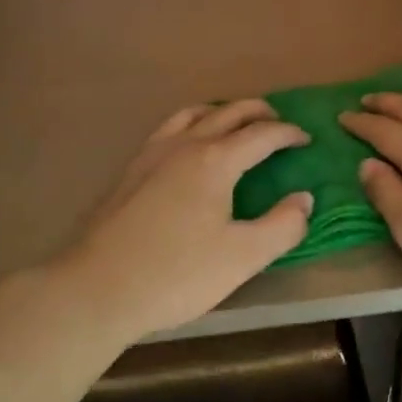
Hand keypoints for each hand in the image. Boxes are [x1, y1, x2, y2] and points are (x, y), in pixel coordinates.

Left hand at [58, 100, 312, 343]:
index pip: (262, 134)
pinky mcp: (130, 170)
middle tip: (277, 122)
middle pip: (228, 113)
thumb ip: (282, 226)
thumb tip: (304, 199)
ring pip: (193, 114)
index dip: (288, 133)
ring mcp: (152, 154)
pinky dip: (191, 124)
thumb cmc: (176, 274)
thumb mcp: (243, 257)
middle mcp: (185, 145)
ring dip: (222, 112)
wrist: (95, 289)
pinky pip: (168, 129)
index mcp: (216, 160)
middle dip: (258, 112)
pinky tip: (187, 148)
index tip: (306, 139)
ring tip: (234, 124)